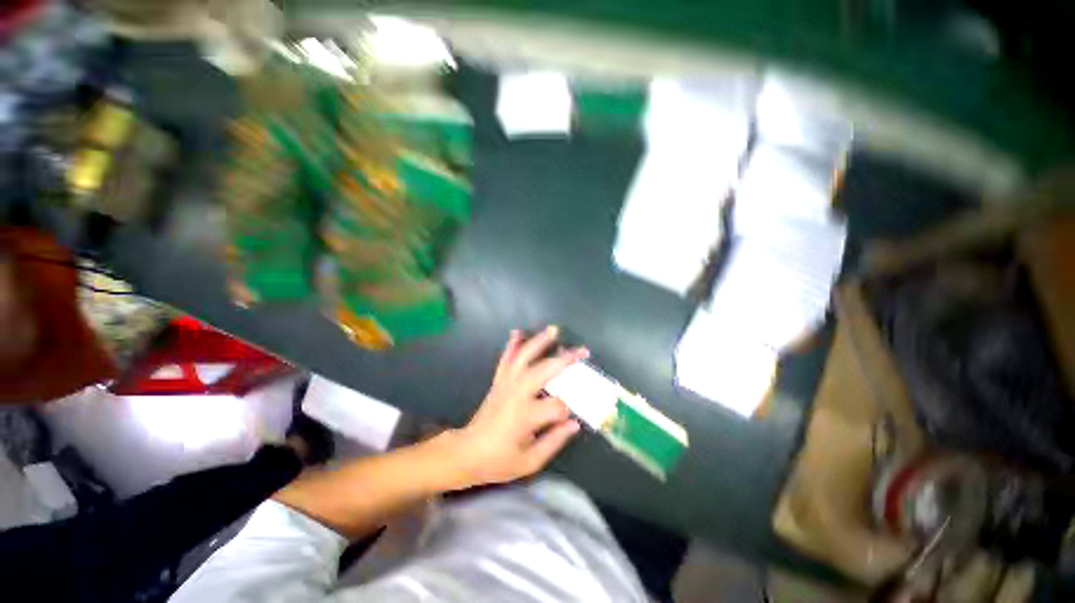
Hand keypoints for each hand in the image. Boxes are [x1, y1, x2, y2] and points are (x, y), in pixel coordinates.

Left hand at [443, 326, 587, 488]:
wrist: (466, 452)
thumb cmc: (498, 461)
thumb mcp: (529, 461)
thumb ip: (554, 441)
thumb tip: (575, 424)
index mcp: (525, 415)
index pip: (557, 405)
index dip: (567, 411)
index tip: (569, 418)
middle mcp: (516, 393)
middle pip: (544, 370)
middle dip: (564, 360)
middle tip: (582, 351)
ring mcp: (506, 384)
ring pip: (524, 357)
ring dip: (539, 342)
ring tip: (554, 330)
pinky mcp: (498, 381)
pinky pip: (505, 359)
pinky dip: (512, 345)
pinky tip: (517, 332)